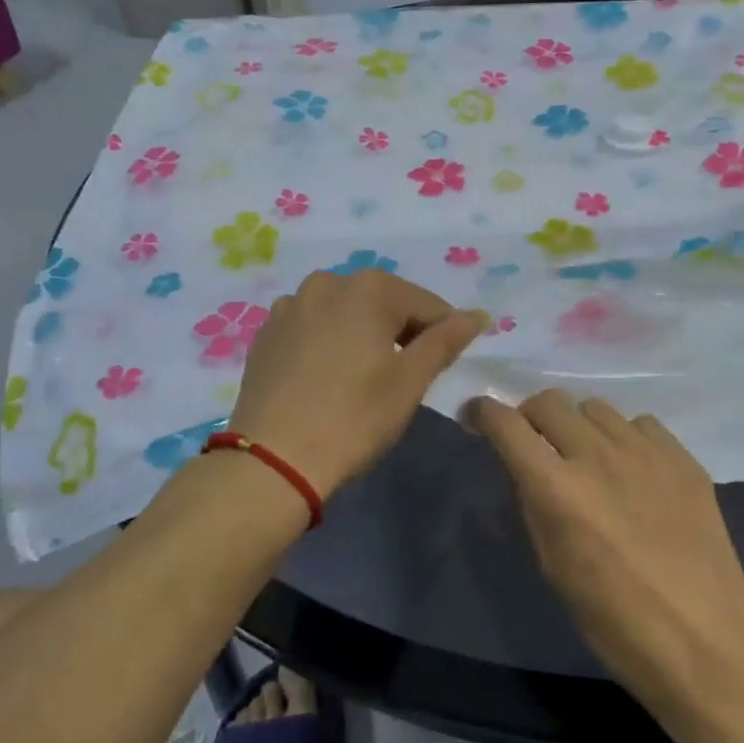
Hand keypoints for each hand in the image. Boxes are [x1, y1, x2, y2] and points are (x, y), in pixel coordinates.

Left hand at [228, 270, 483, 500]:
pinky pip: (311, 327)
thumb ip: (446, 341)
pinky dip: (327, 342)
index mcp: (369, 288)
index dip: (443, 334)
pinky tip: (326, 377)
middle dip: (400, 331)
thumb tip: (477, 315)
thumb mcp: (410, 381)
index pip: (427, 304)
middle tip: (404, 377)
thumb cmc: (354, 418)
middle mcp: (326, 283)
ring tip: (362, 377)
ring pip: (344, 313)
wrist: (273, 459)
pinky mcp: (266, 333)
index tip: (443, 368)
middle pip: (382, 302)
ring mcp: (290, 306)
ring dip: (361, 334)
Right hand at [469, 390, 743, 728]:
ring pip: (594, 407)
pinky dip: (624, 437)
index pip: (507, 424)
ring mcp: (645, 452)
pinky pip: (640, 423)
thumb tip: (525, 467)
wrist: (706, 643)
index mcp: (557, 488)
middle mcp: (597, 456)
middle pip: (549, 401)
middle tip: (534, 443)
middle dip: (529, 416)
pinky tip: (632, 470)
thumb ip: (534, 504)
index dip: (483, 413)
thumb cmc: (614, 620)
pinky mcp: (683, 459)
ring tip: (588, 459)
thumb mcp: (552, 565)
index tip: (476, 417)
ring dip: (578, 426)